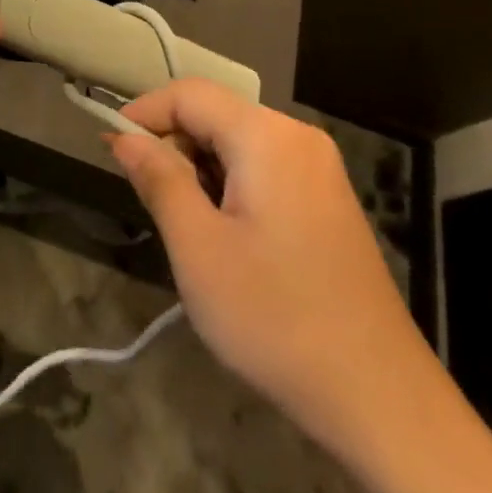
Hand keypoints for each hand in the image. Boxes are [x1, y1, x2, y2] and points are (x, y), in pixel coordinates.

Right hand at [109, 80, 416, 440]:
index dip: (144, 113)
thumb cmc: (277, 318)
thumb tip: (124, 136)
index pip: (189, 93)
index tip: (111, 151)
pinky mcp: (328, 197)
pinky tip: (230, 237)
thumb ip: (158, 180)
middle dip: (175, 146)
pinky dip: (232, 184)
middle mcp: (298, 136)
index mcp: (267, 136)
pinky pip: (265, 166)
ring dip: (201, 169)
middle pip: (215, 114)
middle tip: (154, 204)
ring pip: (238, 141)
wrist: (380, 399)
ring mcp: (320, 167)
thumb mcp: (199, 249)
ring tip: (191, 229)